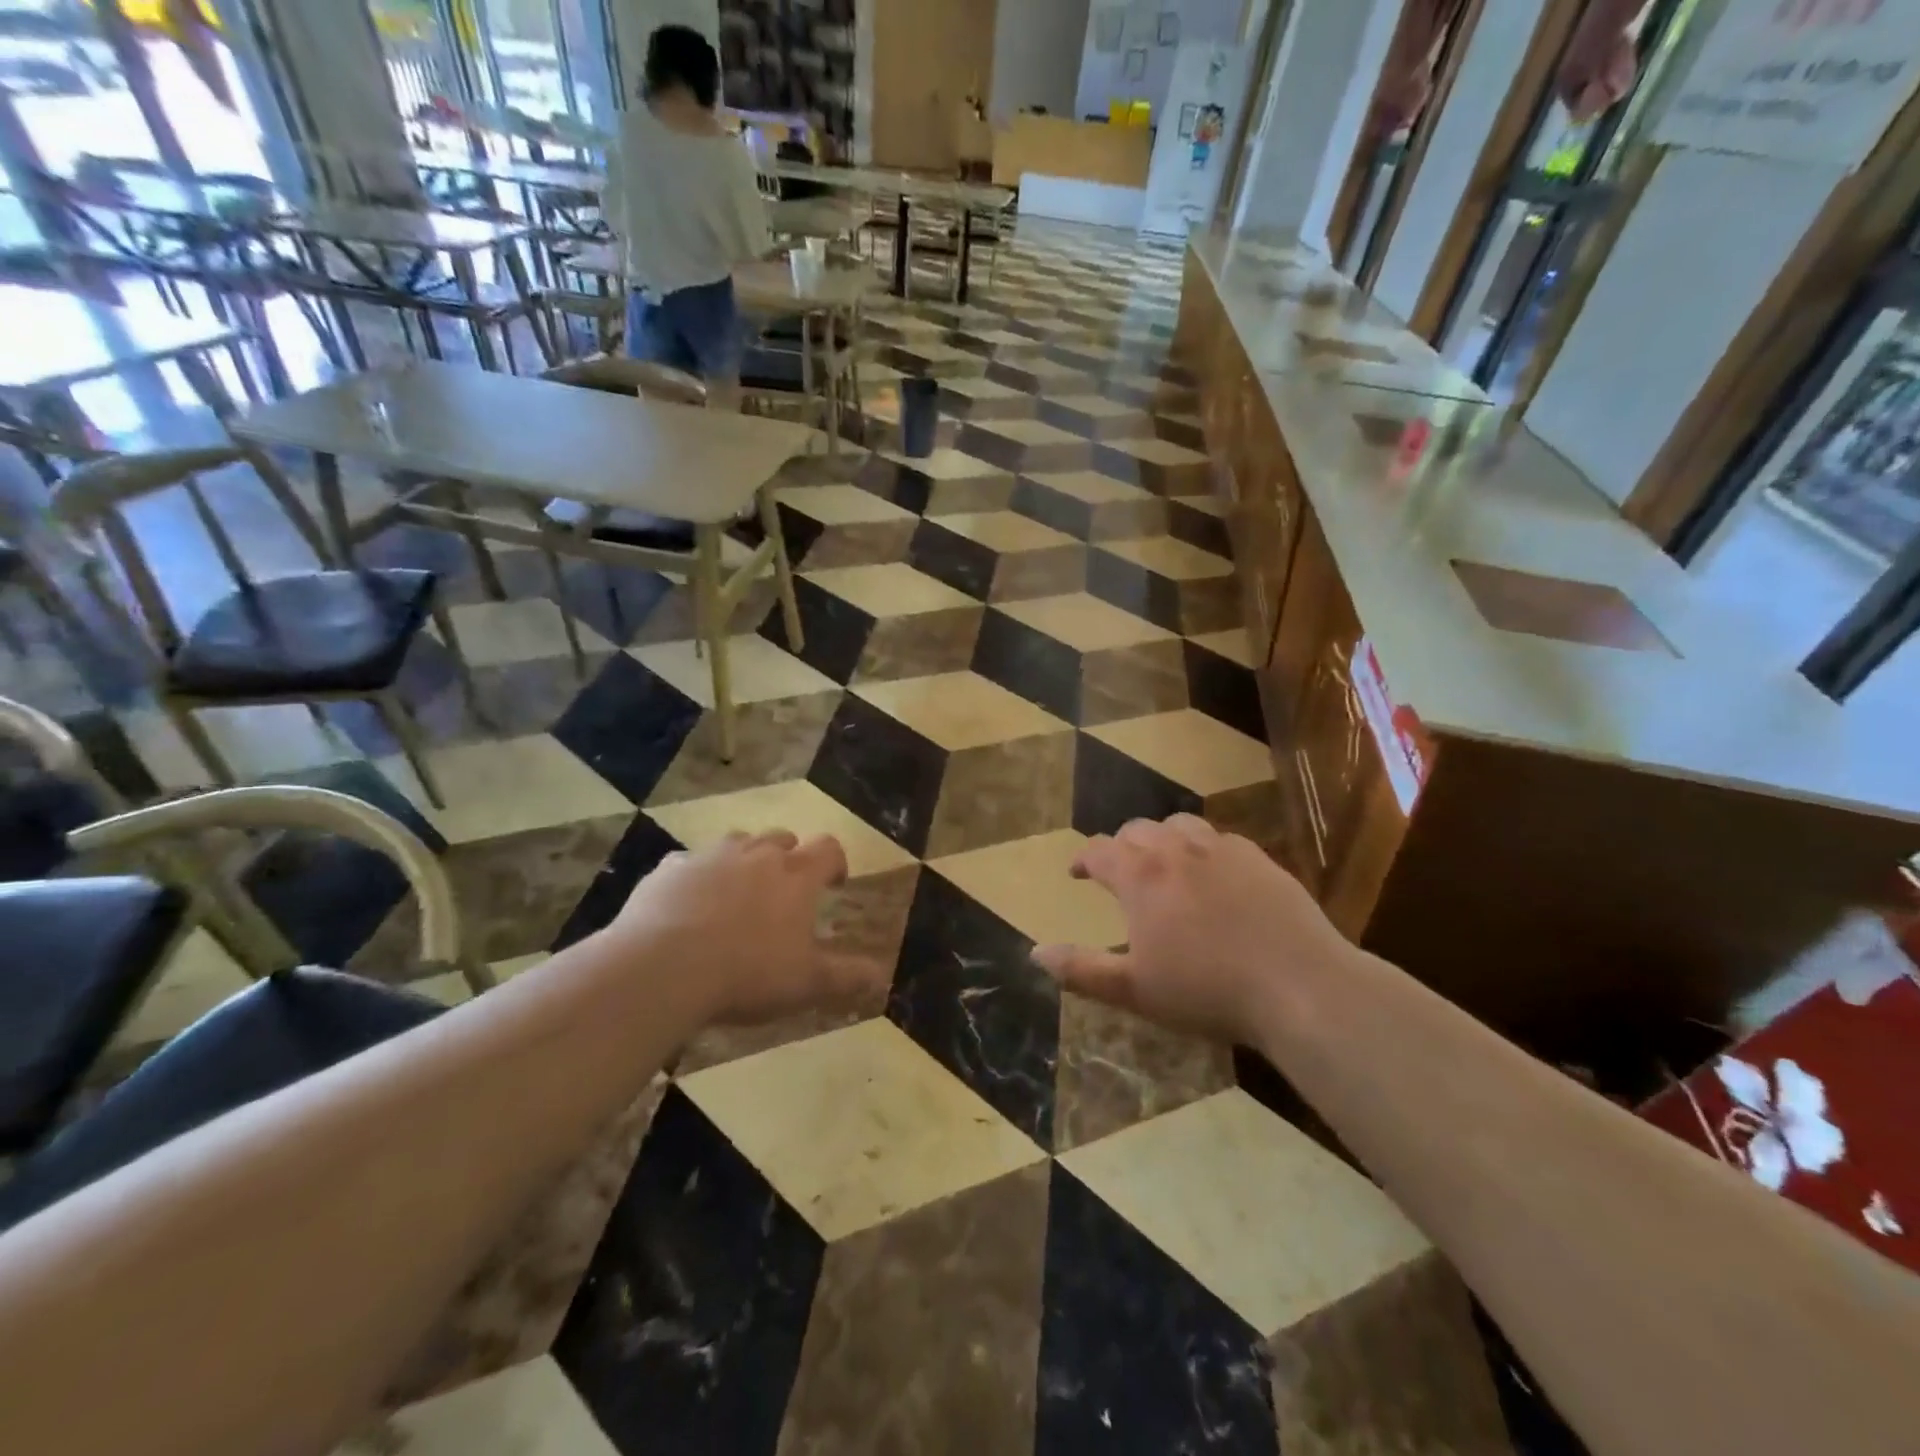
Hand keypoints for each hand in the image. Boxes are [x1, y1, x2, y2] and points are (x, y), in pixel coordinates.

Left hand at [608, 831, 884, 1024]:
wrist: (663, 968)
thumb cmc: (748, 973)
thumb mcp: (807, 984)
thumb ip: (847, 976)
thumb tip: (881, 975)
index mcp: (796, 876)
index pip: (828, 848)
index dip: (835, 861)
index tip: (835, 882)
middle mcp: (756, 855)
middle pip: (781, 839)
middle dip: (787, 857)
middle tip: (784, 890)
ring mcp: (709, 857)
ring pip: (735, 843)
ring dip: (743, 860)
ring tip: (737, 892)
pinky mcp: (669, 870)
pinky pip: (688, 864)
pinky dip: (695, 877)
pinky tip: (687, 905)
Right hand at [1032, 816, 1355, 1045]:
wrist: (1300, 987)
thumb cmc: (1207, 991)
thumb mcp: (1134, 990)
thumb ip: (1081, 970)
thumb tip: (1035, 953)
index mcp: (1141, 876)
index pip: (1100, 851)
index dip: (1083, 859)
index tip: (1076, 872)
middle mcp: (1176, 850)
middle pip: (1137, 830)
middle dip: (1120, 846)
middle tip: (1118, 871)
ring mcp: (1222, 849)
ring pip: (1179, 826)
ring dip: (1161, 839)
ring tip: (1163, 863)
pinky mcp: (1259, 859)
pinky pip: (1220, 839)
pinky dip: (1203, 848)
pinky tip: (1213, 873)